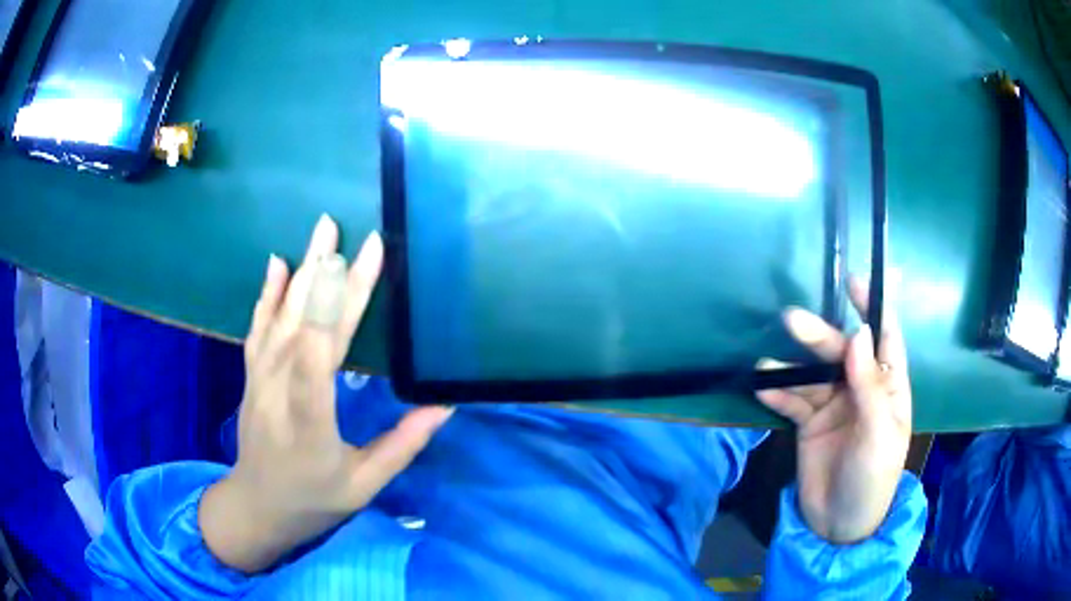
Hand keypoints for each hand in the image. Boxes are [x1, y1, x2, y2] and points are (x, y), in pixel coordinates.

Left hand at [199, 215, 452, 572]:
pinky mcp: (252, 375)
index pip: (316, 366)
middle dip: (326, 278)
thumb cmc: (315, 499)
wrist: (258, 505)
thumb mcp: (366, 485)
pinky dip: (267, 293)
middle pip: (301, 330)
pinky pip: (258, 328)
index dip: (333, 312)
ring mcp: (259, 382)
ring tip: (321, 231)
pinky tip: (277, 263)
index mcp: (309, 428)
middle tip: (348, 233)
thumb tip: (444, 405)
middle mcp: (278, 396)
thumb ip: (403, 445)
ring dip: (302, 272)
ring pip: (280, 320)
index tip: (357, 265)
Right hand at [757, 277, 910, 543]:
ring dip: (792, 367)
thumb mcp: (878, 434)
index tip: (853, 283)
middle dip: (819, 337)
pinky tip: (762, 387)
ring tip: (766, 362)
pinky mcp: (809, 424)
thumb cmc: (872, 478)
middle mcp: (861, 389)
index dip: (872, 309)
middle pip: (841, 353)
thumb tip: (859, 334)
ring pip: (813, 375)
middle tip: (791, 320)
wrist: (839, 525)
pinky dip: (778, 393)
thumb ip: (869, 385)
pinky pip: (793, 401)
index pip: (885, 339)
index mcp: (889, 388)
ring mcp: (834, 406)